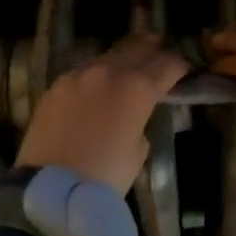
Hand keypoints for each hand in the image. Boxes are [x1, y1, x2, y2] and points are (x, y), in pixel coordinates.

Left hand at [17, 35, 190, 193]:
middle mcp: (109, 71)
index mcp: (137, 88)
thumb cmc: (105, 176)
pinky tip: (97, 86)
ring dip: (123, 58)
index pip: (167, 64)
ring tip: (130, 64)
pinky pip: (83, 72)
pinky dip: (96, 74)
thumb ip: (141, 123)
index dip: (180, 66)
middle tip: (161, 50)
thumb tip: (133, 115)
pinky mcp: (55, 86)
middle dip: (153, 48)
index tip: (185, 70)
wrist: (50, 189)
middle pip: (137, 47)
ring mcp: (78, 75)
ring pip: (108, 55)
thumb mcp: (139, 151)